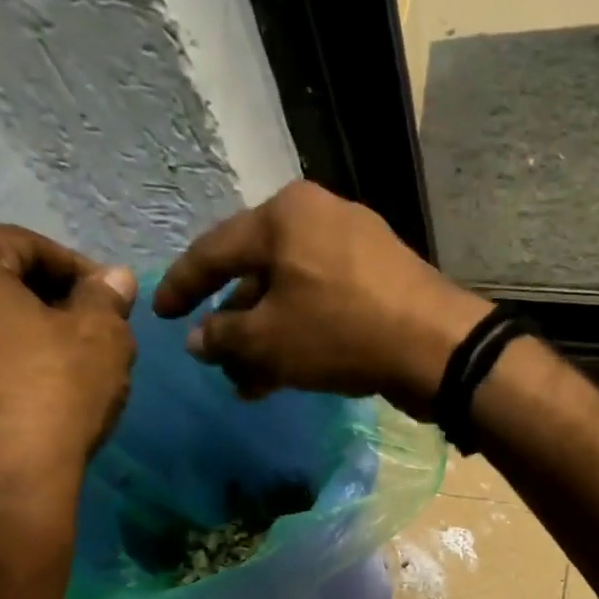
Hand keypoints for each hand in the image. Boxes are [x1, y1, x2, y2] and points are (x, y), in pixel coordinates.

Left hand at [0, 224, 136, 539]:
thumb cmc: (47, 394)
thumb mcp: (101, 338)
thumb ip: (107, 298)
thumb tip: (113, 279)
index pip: (27, 246)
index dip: (80, 272)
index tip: (113, 304)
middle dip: (44, 305)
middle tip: (89, 338)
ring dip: (13, 341)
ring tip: (58, 376)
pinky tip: (23, 407)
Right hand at [153, 181, 490, 416]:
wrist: (437, 346)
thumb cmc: (341, 331)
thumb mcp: (269, 341)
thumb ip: (224, 338)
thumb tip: (198, 340)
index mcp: (284, 215)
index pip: (214, 251)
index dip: (182, 287)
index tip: (161, 315)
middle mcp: (319, 218)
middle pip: (257, 274)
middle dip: (235, 326)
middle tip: (218, 363)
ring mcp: (356, 245)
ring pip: (293, 294)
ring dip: (268, 339)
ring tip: (251, 383)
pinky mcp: (382, 276)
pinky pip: (326, 302)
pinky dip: (303, 334)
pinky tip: (290, 373)